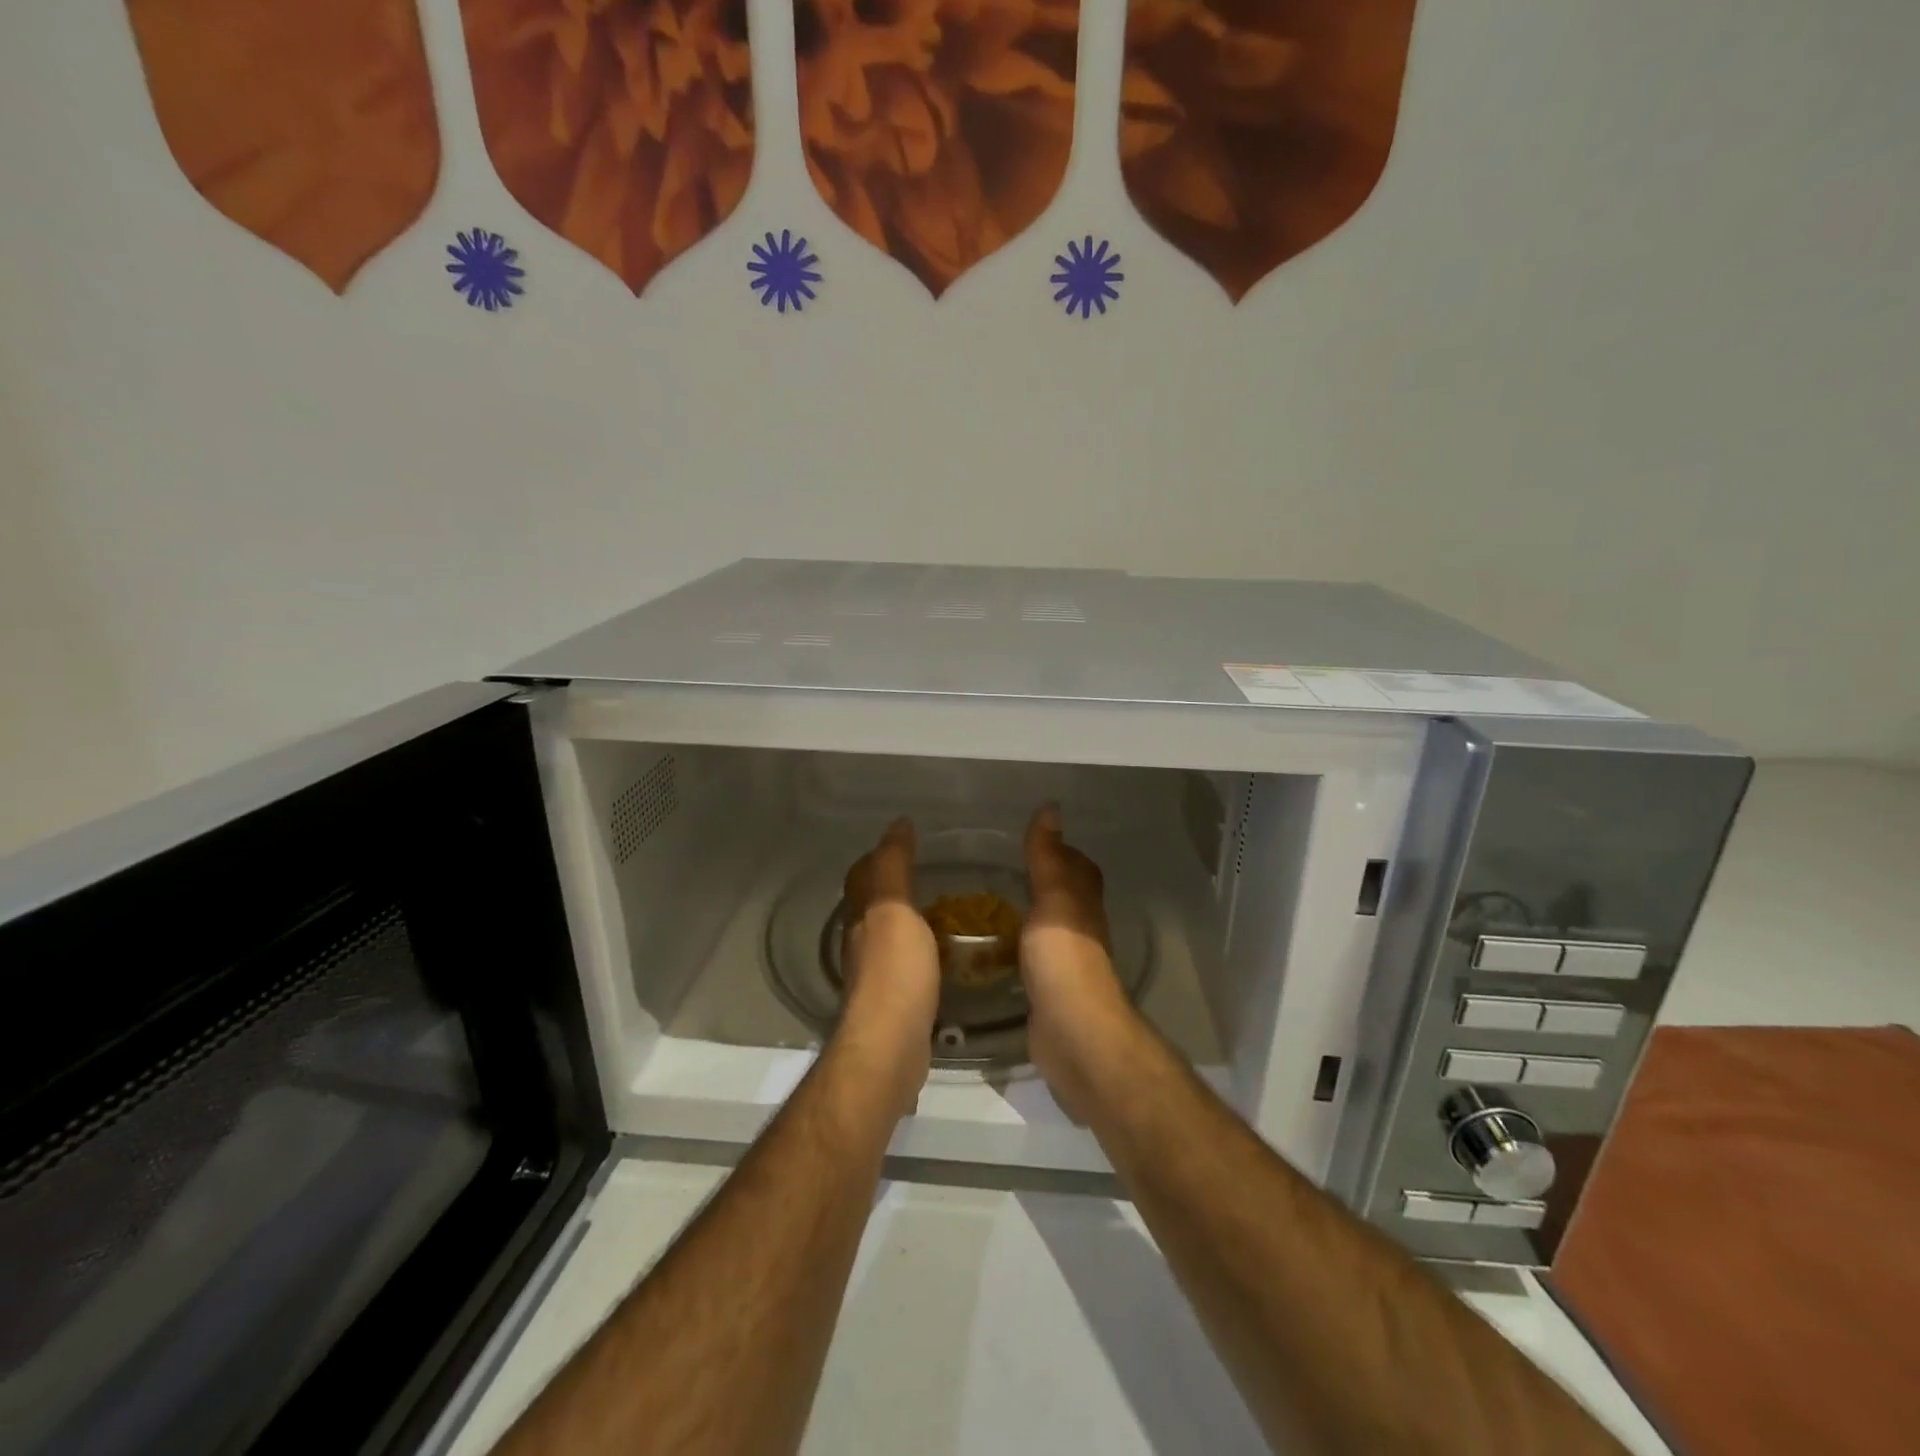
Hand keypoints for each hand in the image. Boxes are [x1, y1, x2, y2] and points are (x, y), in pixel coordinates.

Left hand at [837, 819, 940, 1117]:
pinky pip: (906, 963)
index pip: (864, 875)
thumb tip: (897, 823)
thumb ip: (894, 867)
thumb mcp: (895, 910)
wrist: (890, 1048)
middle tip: (927, 871)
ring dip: (906, 918)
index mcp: (862, 917)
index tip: (906, 838)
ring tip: (940, 908)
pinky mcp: (894, 1003)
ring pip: (887, 934)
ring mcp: (876, 976)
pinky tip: (942, 953)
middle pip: (870, 904)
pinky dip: (920, 949)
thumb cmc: (895, 973)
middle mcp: (862, 942)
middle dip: (890, 884)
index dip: (879, 855)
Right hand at [1020, 805, 1139, 1122]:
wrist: (1071, 1032)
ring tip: (988, 904)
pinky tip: (992, 949)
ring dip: (1029, 914)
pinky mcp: (1049, 991)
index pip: (1078, 867)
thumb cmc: (1063, 958)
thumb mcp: (1054, 898)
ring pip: (1049, 927)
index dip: (1060, 850)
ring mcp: (1067, 962)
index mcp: (1083, 903)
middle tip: (1001, 869)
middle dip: (1042, 881)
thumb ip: (1048, 857)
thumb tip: (1051, 808)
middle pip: (1066, 896)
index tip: (1030, 838)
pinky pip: (1033, 958)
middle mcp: (1081, 929)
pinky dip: (1018, 946)